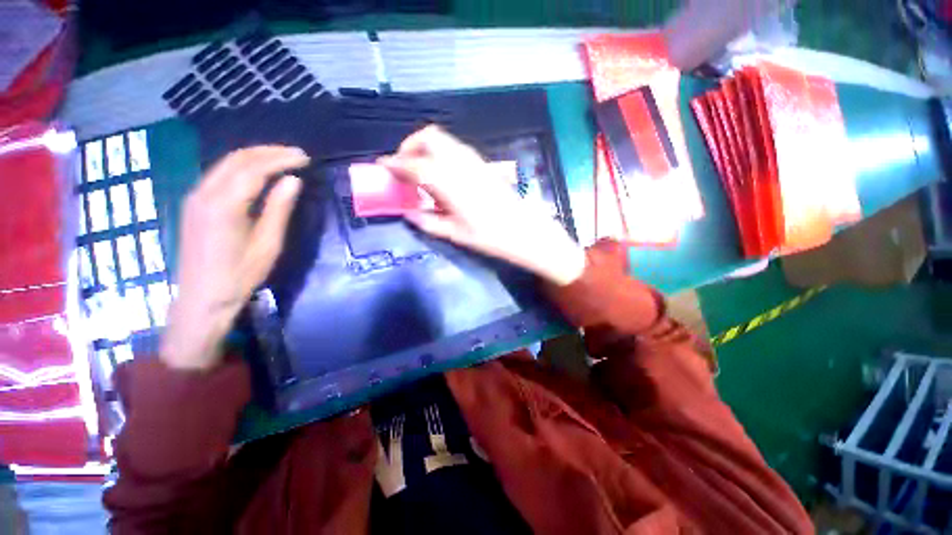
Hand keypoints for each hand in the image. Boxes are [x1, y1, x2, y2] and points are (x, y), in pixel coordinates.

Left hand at [162, 146, 308, 369]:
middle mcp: (204, 193)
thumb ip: (279, 209)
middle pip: (237, 159)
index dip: (281, 159)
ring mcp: (195, 197)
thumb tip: (293, 181)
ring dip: (255, 156)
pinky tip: (258, 173)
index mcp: (224, 205)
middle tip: (296, 154)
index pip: (254, 169)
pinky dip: (242, 167)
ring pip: (226, 164)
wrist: (202, 298)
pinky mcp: (194, 204)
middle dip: (268, 151)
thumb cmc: (240, 275)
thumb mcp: (268, 244)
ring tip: (282, 159)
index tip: (304, 158)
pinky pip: (219, 175)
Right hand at [379, 126, 584, 285]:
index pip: (415, 164)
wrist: (526, 231)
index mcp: (450, 182)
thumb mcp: (456, 234)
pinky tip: (442, 174)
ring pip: (444, 140)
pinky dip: (441, 153)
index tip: (383, 166)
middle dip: (410, 146)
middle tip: (404, 166)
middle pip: (429, 137)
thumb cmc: (491, 236)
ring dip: (426, 148)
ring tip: (421, 170)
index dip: (395, 163)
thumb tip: (408, 212)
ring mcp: (474, 160)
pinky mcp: (483, 164)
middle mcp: (461, 163)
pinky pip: (455, 149)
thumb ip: (428, 221)